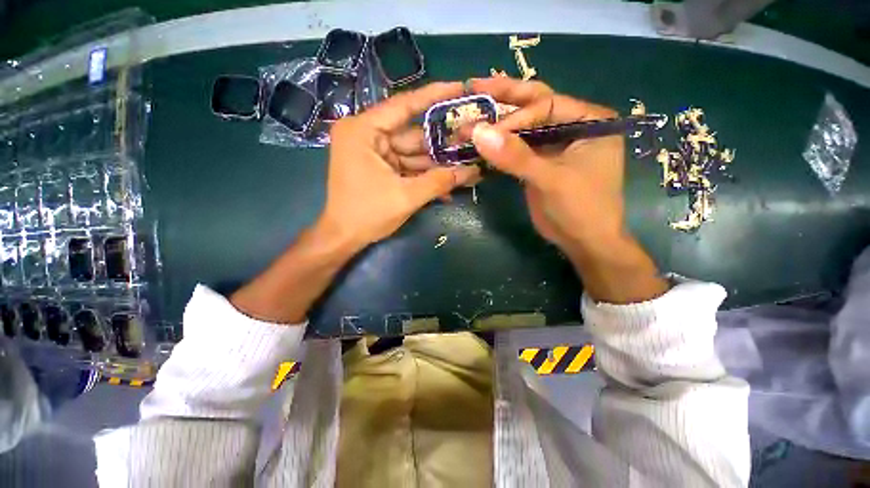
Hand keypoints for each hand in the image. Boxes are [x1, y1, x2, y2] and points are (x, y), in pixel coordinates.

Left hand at [320, 82, 479, 248]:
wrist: (343, 237)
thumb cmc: (367, 214)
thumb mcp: (406, 197)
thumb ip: (439, 182)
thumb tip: (471, 172)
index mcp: (364, 130)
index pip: (405, 105)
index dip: (435, 96)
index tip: (461, 87)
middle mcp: (367, 135)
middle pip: (413, 134)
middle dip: (443, 141)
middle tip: (473, 137)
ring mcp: (374, 152)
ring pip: (413, 153)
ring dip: (438, 162)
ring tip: (468, 163)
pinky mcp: (381, 167)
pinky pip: (408, 166)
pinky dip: (425, 174)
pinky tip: (449, 183)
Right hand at [470, 77, 667, 303]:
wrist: (583, 242)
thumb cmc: (581, 209)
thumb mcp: (550, 180)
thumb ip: (516, 156)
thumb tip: (478, 132)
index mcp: (588, 120)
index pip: (546, 105)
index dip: (515, 116)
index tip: (487, 130)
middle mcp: (571, 127)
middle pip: (534, 106)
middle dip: (504, 98)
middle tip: (473, 86)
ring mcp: (553, 145)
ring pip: (521, 128)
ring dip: (496, 125)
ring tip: (469, 114)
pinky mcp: (538, 163)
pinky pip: (515, 149)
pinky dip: (497, 147)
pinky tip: (479, 141)